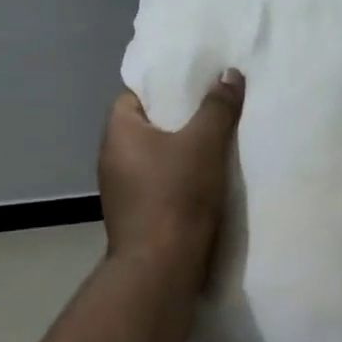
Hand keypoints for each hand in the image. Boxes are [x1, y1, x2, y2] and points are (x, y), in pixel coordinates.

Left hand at [98, 70, 245, 274]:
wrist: (162, 267)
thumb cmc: (177, 194)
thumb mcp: (204, 142)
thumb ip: (217, 106)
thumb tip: (229, 74)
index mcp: (119, 133)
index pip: (134, 94)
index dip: (162, 86)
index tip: (193, 83)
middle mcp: (112, 158)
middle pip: (147, 125)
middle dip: (178, 116)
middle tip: (213, 105)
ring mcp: (122, 190)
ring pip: (155, 155)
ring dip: (181, 148)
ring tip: (217, 137)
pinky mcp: (137, 214)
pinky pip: (159, 180)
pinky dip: (180, 174)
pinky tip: (208, 175)